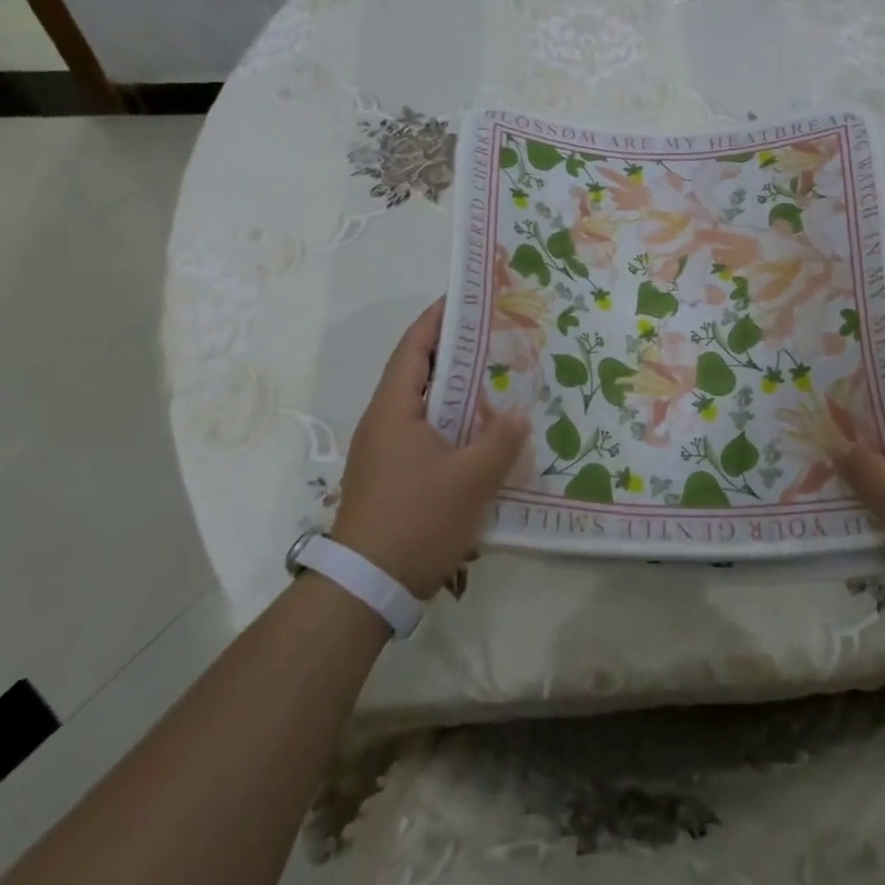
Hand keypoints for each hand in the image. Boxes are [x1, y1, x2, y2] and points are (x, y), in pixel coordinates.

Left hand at [331, 299, 528, 599]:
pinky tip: (479, 432)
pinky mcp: (389, 474)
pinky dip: (450, 420)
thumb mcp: (471, 478)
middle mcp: (383, 420)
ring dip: (455, 389)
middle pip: (419, 371)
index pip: (415, 346)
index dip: (440, 318)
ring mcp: (383, 449)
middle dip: (455, 350)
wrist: (366, 585)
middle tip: (496, 337)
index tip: (469, 298)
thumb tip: (518, 413)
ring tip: (495, 379)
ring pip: (422, 404)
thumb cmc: (417, 519)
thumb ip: (500, 439)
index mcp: (394, 408)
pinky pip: (423, 431)